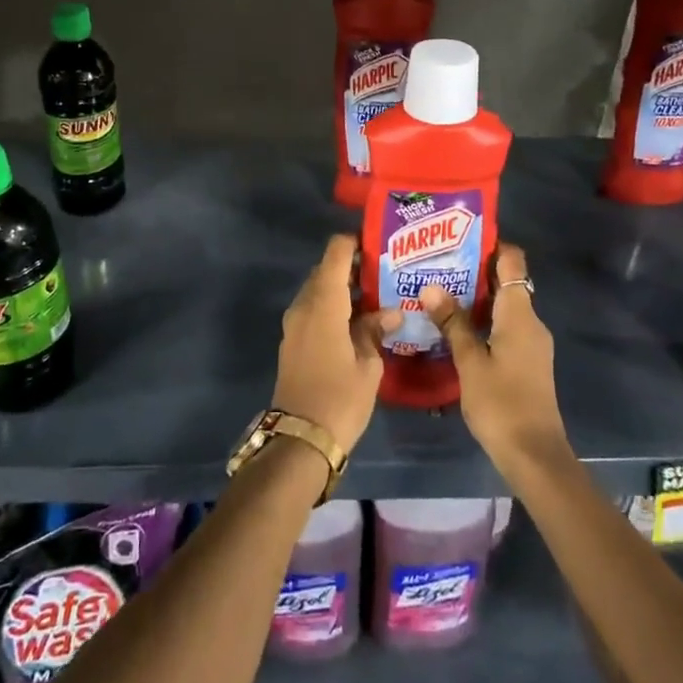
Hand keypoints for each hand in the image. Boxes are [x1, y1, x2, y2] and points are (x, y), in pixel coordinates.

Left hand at [272, 235, 400, 456]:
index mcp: (323, 304)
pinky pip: (313, 311)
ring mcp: (294, 324)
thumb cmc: (340, 399)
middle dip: (352, 268)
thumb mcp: (368, 365)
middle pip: (326, 271)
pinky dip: (332, 307)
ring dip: (342, 290)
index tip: (377, 246)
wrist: (299, 439)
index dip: (354, 243)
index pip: (335, 254)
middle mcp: (304, 306)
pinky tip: (357, 322)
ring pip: (319, 292)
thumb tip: (390, 313)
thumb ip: (375, 331)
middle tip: (384, 274)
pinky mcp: (292, 341)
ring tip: (375, 298)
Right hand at [420, 244, 569, 475]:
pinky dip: (483, 320)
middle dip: (474, 270)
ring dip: (475, 297)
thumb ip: (452, 323)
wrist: (535, 456)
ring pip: (503, 306)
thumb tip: (430, 286)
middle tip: (436, 263)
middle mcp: (530, 321)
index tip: (459, 237)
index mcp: (519, 314)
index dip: (490, 245)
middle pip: (505, 282)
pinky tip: (455, 327)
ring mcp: (531, 343)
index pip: (512, 261)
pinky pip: (504, 326)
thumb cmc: (501, 404)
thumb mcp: (470, 362)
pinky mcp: (527, 361)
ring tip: (438, 290)